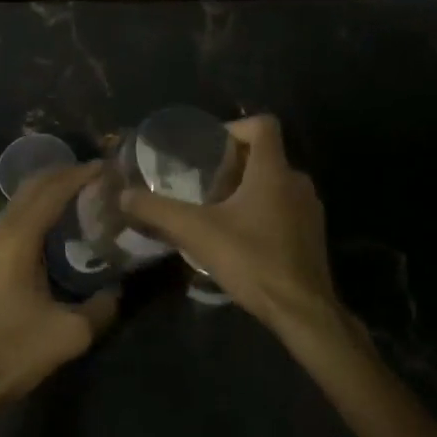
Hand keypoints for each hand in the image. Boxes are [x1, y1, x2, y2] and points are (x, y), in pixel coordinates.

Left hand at [0, 161, 117, 416]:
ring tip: (79, 199)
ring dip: (47, 193)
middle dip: (64, 175)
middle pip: (32, 187)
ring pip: (18, 203)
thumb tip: (120, 289)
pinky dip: (34, 212)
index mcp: (18, 239)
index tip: (109, 167)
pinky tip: (51, 232)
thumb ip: (102, 307)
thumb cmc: (10, 353)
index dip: (81, 174)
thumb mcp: (69, 335)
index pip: (53, 190)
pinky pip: (10, 221)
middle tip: (98, 178)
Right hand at [118, 115, 343, 344]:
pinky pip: (284, 207)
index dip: (234, 128)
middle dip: (233, 164)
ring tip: (216, 211)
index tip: (209, 148)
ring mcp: (309, 209)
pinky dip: (262, 211)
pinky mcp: (312, 234)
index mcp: (273, 170)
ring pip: (274, 183)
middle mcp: (296, 181)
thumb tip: (124, 195)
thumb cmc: (252, 260)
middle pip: (264, 155)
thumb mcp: (196, 232)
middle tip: (203, 183)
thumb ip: (158, 210)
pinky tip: (240, 238)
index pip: (262, 125)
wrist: (302, 311)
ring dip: (247, 189)